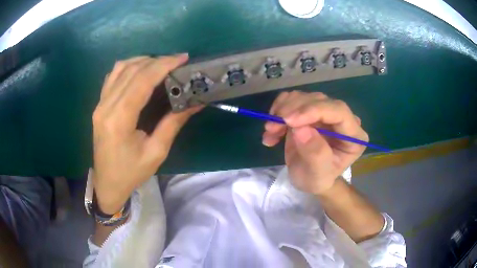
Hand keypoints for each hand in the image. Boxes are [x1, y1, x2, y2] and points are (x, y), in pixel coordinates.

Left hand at [92, 54, 201, 213]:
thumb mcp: (156, 152)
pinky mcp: (99, 105)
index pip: (142, 80)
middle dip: (157, 60)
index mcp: (120, 119)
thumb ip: (173, 123)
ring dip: (142, 61)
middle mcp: (106, 106)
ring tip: (160, 64)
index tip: (183, 58)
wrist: (107, 183)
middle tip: (177, 62)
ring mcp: (100, 104)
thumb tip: (195, 102)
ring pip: (120, 68)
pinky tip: (140, 71)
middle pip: (132, 70)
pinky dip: (128, 67)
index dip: (163, 64)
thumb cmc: (131, 173)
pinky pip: (113, 76)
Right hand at [262, 91, 367, 195]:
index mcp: (354, 135)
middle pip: (319, 100)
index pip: (339, 112)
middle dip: (293, 110)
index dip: (314, 110)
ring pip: (303, 97)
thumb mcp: (317, 174)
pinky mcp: (309, 110)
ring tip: (270, 131)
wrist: (308, 178)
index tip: (289, 120)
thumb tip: (301, 129)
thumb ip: (315, 154)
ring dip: (282, 110)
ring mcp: (325, 112)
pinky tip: (272, 130)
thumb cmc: (317, 179)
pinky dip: (278, 111)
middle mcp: (342, 119)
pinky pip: (292, 100)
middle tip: (271, 126)